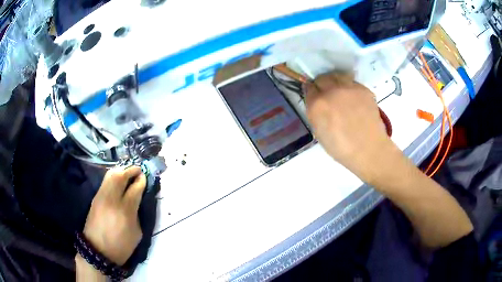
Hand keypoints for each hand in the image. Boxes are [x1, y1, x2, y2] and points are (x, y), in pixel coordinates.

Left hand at [83, 166, 145, 265]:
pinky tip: (119, 180)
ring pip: (111, 174)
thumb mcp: (137, 233)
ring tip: (128, 173)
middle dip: (131, 170)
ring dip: (122, 171)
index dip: (141, 180)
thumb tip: (138, 199)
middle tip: (138, 170)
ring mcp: (101, 196)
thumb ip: (137, 213)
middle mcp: (112, 199)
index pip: (135, 188)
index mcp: (125, 211)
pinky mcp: (95, 197)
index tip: (145, 177)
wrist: (97, 250)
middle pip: (121, 175)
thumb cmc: (121, 246)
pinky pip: (106, 181)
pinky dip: (114, 177)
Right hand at [305, 72, 398, 183]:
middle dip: (322, 84)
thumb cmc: (342, 148)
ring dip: (335, 81)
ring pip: (337, 75)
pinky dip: (350, 88)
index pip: (309, 88)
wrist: (369, 150)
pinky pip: (352, 83)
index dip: (312, 92)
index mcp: (317, 105)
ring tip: (340, 92)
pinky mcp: (363, 89)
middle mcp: (331, 92)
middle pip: (322, 78)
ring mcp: (349, 88)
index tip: (314, 96)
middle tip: (327, 94)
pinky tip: (354, 100)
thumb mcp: (319, 133)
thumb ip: (315, 113)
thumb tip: (316, 102)